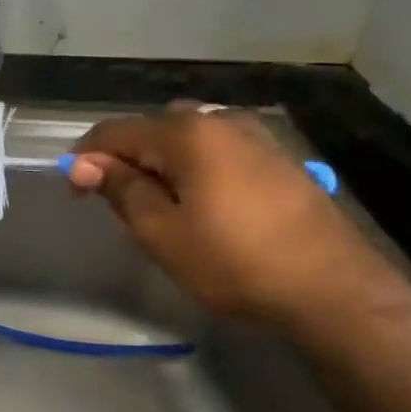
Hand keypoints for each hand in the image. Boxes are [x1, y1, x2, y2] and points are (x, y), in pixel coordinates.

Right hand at [67, 106, 399, 326]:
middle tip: (116, 200)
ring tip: (157, 202)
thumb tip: (86, 164)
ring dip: (159, 160)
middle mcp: (219, 120)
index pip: (114, 132)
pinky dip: (194, 164)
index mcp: (186, 132)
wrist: (336, 291)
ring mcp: (254, 136)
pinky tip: (200, 199)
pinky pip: (216, 147)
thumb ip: (120, 189)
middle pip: (151, 128)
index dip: (85, 159)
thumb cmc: (235, 261)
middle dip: (124, 158)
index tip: (75, 193)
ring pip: (185, 136)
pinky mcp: (278, 157)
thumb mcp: (161, 232)